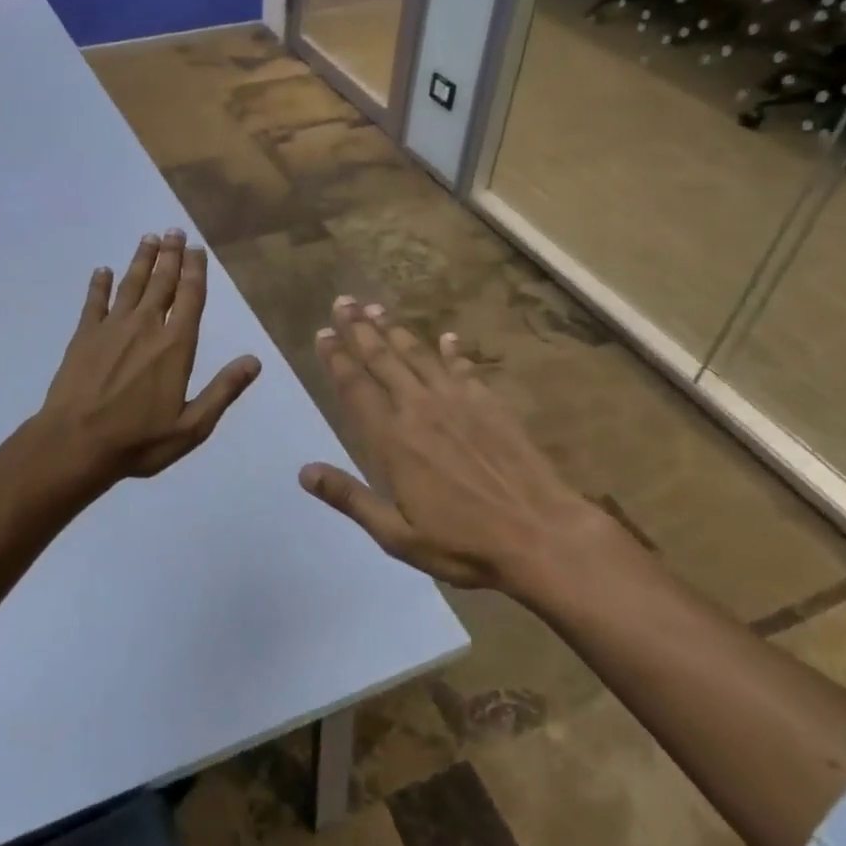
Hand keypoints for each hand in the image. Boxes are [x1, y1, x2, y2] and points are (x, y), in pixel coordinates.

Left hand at [40, 228, 261, 481]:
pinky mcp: (83, 336)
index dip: (195, 271)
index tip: (197, 249)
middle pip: (161, 282)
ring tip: (148, 238)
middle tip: (174, 230)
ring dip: (140, 260)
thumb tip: (254, 361)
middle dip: (169, 255)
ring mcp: (111, 328)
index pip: (190, 298)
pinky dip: (100, 284)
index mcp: (175, 346)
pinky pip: (94, 302)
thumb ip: (223, 390)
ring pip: (130, 285)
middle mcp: (146, 327)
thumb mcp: (192, 426)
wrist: (75, 444)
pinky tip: (103, 270)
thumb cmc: (138, 440)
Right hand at [300, 296, 616, 592]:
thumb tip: (304, 472)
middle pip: (383, 359)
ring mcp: (459, 403)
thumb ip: (350, 499)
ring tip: (376, 308)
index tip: (322, 333)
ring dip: (395, 331)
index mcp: (392, 441)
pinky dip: (452, 351)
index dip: (336, 359)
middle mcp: (420, 410)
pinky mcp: (490, 405)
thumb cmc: (463, 543)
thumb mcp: (397, 535)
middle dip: (359, 329)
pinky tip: (446, 337)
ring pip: (418, 356)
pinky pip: (464, 368)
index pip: (356, 388)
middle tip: (343, 301)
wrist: (541, 535)